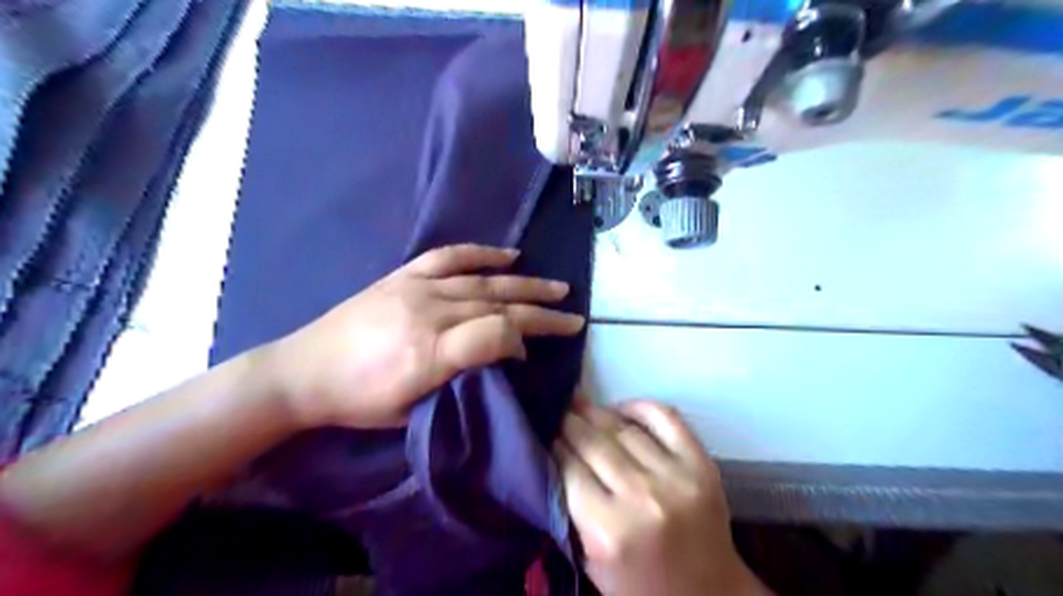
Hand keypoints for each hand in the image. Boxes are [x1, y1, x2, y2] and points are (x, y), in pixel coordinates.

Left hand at [262, 243, 580, 428]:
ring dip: (526, 284)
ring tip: (557, 287)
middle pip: (499, 306)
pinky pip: (450, 257)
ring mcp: (417, 288)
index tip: (528, 356)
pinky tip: (510, 256)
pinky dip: (483, 254)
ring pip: (484, 281)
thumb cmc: (359, 402)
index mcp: (430, 353)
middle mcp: (429, 313)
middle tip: (573, 316)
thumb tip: (501, 358)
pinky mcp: (404, 275)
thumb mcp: (412, 411)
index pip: (497, 335)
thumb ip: (461, 382)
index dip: (522, 342)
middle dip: (542, 312)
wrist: (303, 372)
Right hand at [557, 401, 765, 595]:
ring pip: (623, 428)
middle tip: (558, 410)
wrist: (709, 595)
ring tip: (581, 404)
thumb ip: (571, 509)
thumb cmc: (640, 585)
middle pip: (593, 442)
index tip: (546, 433)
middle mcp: (641, 497)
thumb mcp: (591, 560)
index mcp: (608, 530)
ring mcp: (675, 477)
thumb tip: (555, 454)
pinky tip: (621, 409)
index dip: (554, 445)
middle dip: (570, 422)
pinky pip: (665, 418)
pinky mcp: (701, 464)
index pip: (569, 468)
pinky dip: (639, 406)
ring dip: (597, 412)